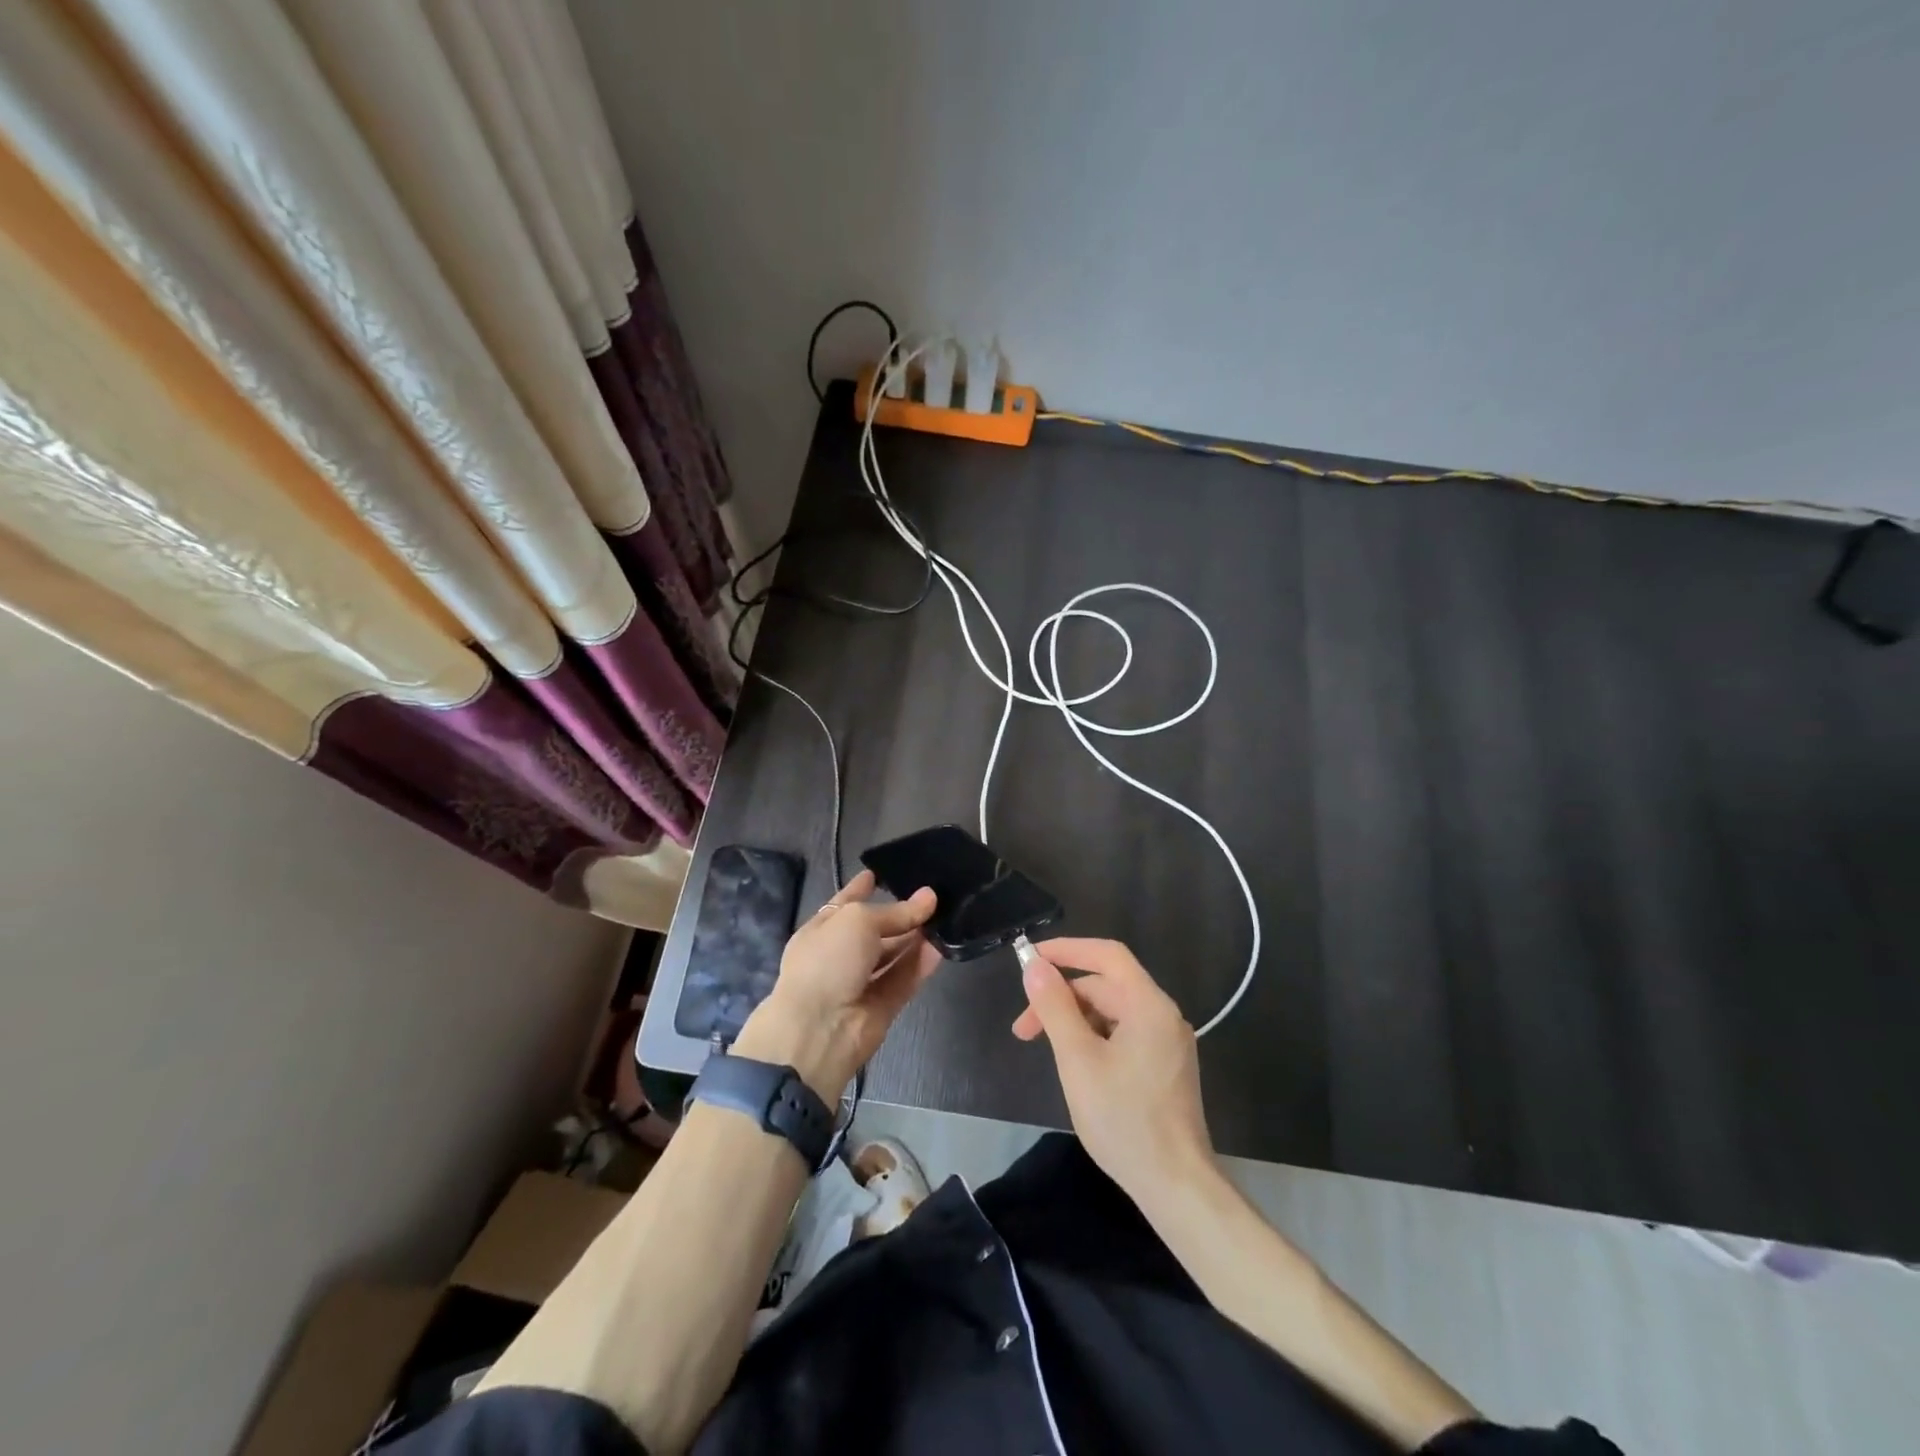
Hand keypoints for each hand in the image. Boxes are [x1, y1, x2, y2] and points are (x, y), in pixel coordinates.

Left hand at [732, 870, 940, 1099]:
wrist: (819, 1029)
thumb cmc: (828, 961)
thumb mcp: (859, 921)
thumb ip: (896, 911)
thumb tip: (929, 897)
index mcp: (822, 930)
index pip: (844, 903)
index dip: (860, 888)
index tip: (878, 873)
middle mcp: (840, 955)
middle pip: (874, 930)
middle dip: (899, 915)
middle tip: (932, 897)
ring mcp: (860, 982)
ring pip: (892, 955)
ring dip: (915, 938)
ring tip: (944, 917)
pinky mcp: (881, 1006)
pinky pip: (904, 979)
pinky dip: (920, 964)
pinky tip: (941, 947)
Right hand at [1013, 937, 1214, 1204]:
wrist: (1176, 1186)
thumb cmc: (1124, 1119)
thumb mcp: (1078, 1060)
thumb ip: (1054, 1008)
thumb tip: (1034, 966)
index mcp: (1149, 1005)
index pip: (1107, 955)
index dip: (1067, 949)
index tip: (1030, 958)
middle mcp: (1163, 1015)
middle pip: (1106, 986)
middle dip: (1062, 998)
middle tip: (1024, 1028)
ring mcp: (1168, 1043)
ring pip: (1113, 1012)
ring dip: (1075, 1021)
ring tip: (1045, 1050)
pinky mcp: (1166, 1067)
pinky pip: (1124, 1035)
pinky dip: (1094, 1039)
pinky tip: (1075, 1065)